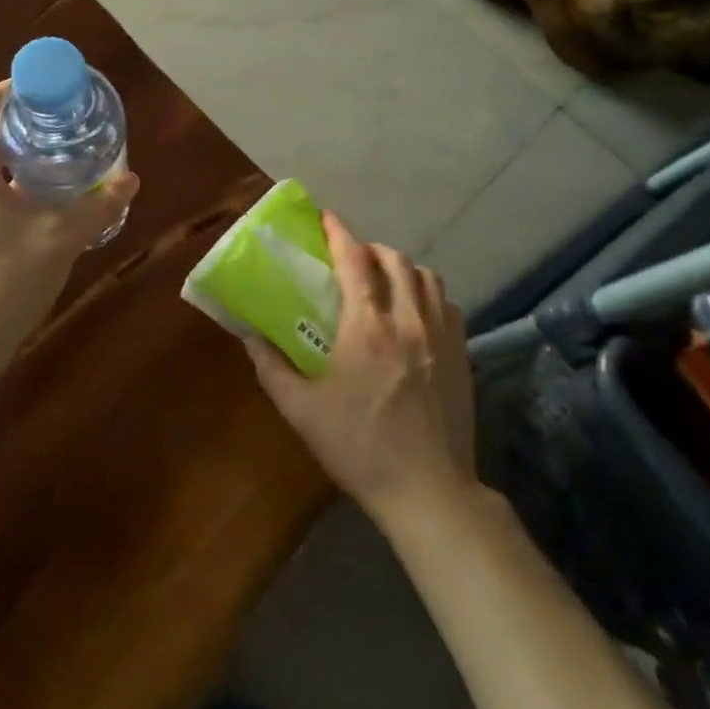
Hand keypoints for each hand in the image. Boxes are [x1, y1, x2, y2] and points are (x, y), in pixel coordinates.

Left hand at [0, 82, 138, 369]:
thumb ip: (97, 208)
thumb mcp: (58, 242)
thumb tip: (131, 180)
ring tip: (66, 161)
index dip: (20, 87)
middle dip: (30, 124)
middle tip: (72, 125)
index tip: (57, 87)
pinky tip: (43, 205)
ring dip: (23, 158)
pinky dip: (12, 185)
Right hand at [244, 213, 475, 526]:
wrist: (428, 491)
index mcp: (367, 328)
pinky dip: (430, 295)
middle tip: (352, 258)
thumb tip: (247, 334)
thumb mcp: (301, 411)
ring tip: (386, 281)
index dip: (339, 232)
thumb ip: (271, 366)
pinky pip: (449, 305)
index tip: (325, 217)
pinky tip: (417, 313)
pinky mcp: (462, 356)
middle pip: (395, 260)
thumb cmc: (359, 448)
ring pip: (428, 277)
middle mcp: (408, 321)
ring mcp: (441, 337)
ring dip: (403, 268)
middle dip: (371, 248)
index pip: (354, 261)